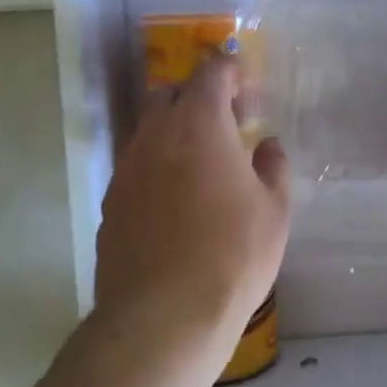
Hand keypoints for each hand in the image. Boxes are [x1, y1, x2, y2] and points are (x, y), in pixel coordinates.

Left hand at [88, 55, 290, 371]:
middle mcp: (155, 138)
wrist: (164, 316)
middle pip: (169, 94)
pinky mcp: (112, 205)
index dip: (229, 69)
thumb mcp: (275, 210)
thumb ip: (273, 167)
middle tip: (228, 121)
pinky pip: (137, 167)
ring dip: (176, 132)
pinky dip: (159, 166)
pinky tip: (180, 199)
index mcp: (199, 126)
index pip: (209, 73)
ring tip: (205, 162)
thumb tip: (267, 146)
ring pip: (149, 131)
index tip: (245, 81)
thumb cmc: (233, 255)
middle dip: (198, 96)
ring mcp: (127, 171)